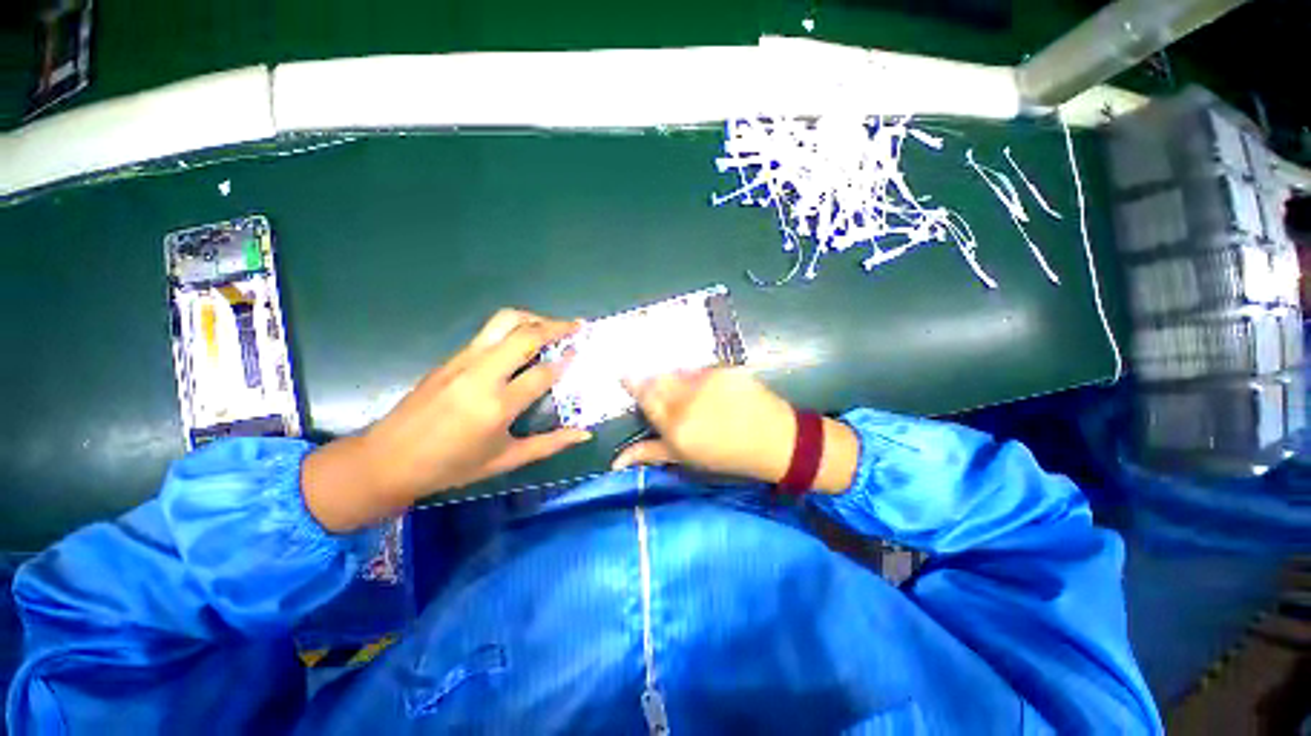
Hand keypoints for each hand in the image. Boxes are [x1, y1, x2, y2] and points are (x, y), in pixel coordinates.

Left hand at [303, 309, 591, 531]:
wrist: (387, 460)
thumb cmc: (451, 467)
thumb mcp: (506, 461)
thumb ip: (550, 444)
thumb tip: (585, 434)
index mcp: (497, 407)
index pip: (543, 372)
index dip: (567, 360)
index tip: (581, 352)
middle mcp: (482, 376)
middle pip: (525, 335)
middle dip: (556, 326)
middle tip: (577, 326)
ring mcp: (463, 362)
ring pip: (503, 322)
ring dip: (533, 318)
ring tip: (552, 325)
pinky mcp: (451, 357)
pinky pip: (489, 332)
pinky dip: (514, 327)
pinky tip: (523, 340)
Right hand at [612, 368, 859, 492]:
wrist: (775, 441)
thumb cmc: (728, 457)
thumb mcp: (686, 459)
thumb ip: (650, 454)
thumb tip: (615, 461)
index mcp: (674, 425)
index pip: (644, 395)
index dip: (633, 383)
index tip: (625, 376)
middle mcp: (687, 399)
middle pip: (657, 378)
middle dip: (653, 380)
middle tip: (663, 392)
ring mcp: (707, 381)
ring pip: (678, 372)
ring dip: (676, 379)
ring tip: (692, 395)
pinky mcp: (725, 370)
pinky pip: (701, 369)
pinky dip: (698, 377)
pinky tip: (710, 390)